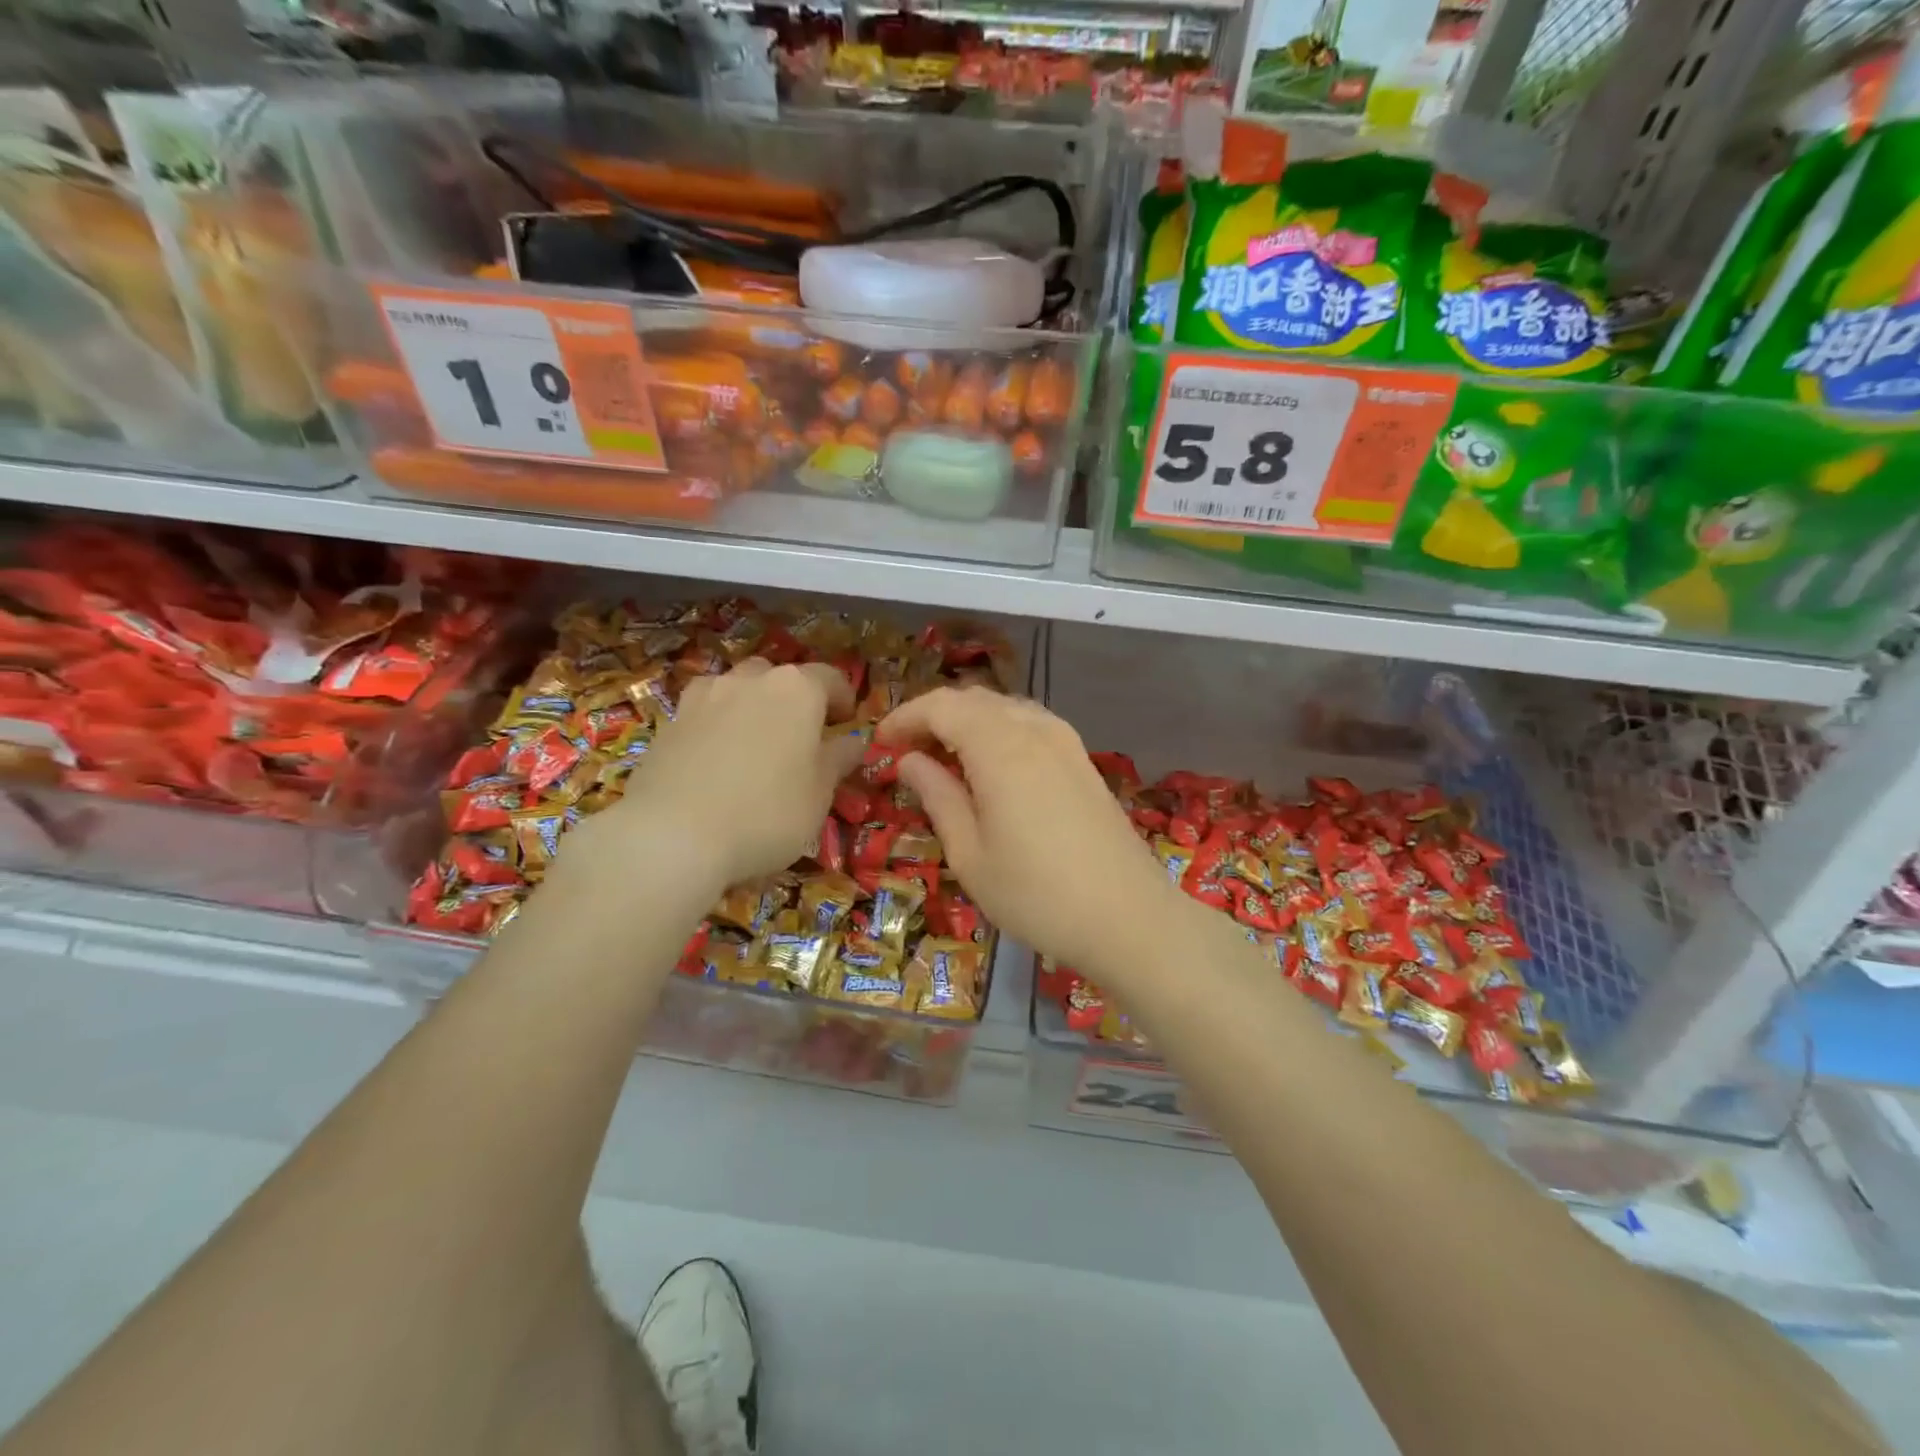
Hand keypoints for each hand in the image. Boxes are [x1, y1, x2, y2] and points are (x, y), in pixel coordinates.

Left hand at [594, 658, 863, 892]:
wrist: (672, 835)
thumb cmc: (767, 813)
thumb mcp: (820, 793)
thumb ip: (838, 759)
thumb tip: (852, 741)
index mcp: (797, 690)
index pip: (831, 678)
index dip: (843, 699)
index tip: (846, 723)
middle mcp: (750, 680)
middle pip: (779, 678)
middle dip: (793, 700)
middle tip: (800, 737)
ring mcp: (703, 697)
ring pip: (737, 690)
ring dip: (751, 708)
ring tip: (754, 746)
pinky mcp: (669, 722)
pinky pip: (705, 714)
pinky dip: (717, 727)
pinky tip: (716, 762)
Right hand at [878, 687, 1181, 973]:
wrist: (1128, 917)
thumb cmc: (1037, 894)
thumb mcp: (970, 855)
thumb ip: (938, 797)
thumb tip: (910, 761)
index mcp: (999, 747)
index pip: (941, 707)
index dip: (905, 717)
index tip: (880, 743)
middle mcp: (1034, 730)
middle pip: (974, 700)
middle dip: (934, 716)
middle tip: (906, 752)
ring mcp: (1065, 742)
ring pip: (1005, 708)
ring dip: (968, 721)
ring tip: (944, 758)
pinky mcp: (1082, 760)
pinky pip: (1030, 724)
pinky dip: (999, 731)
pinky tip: (991, 766)